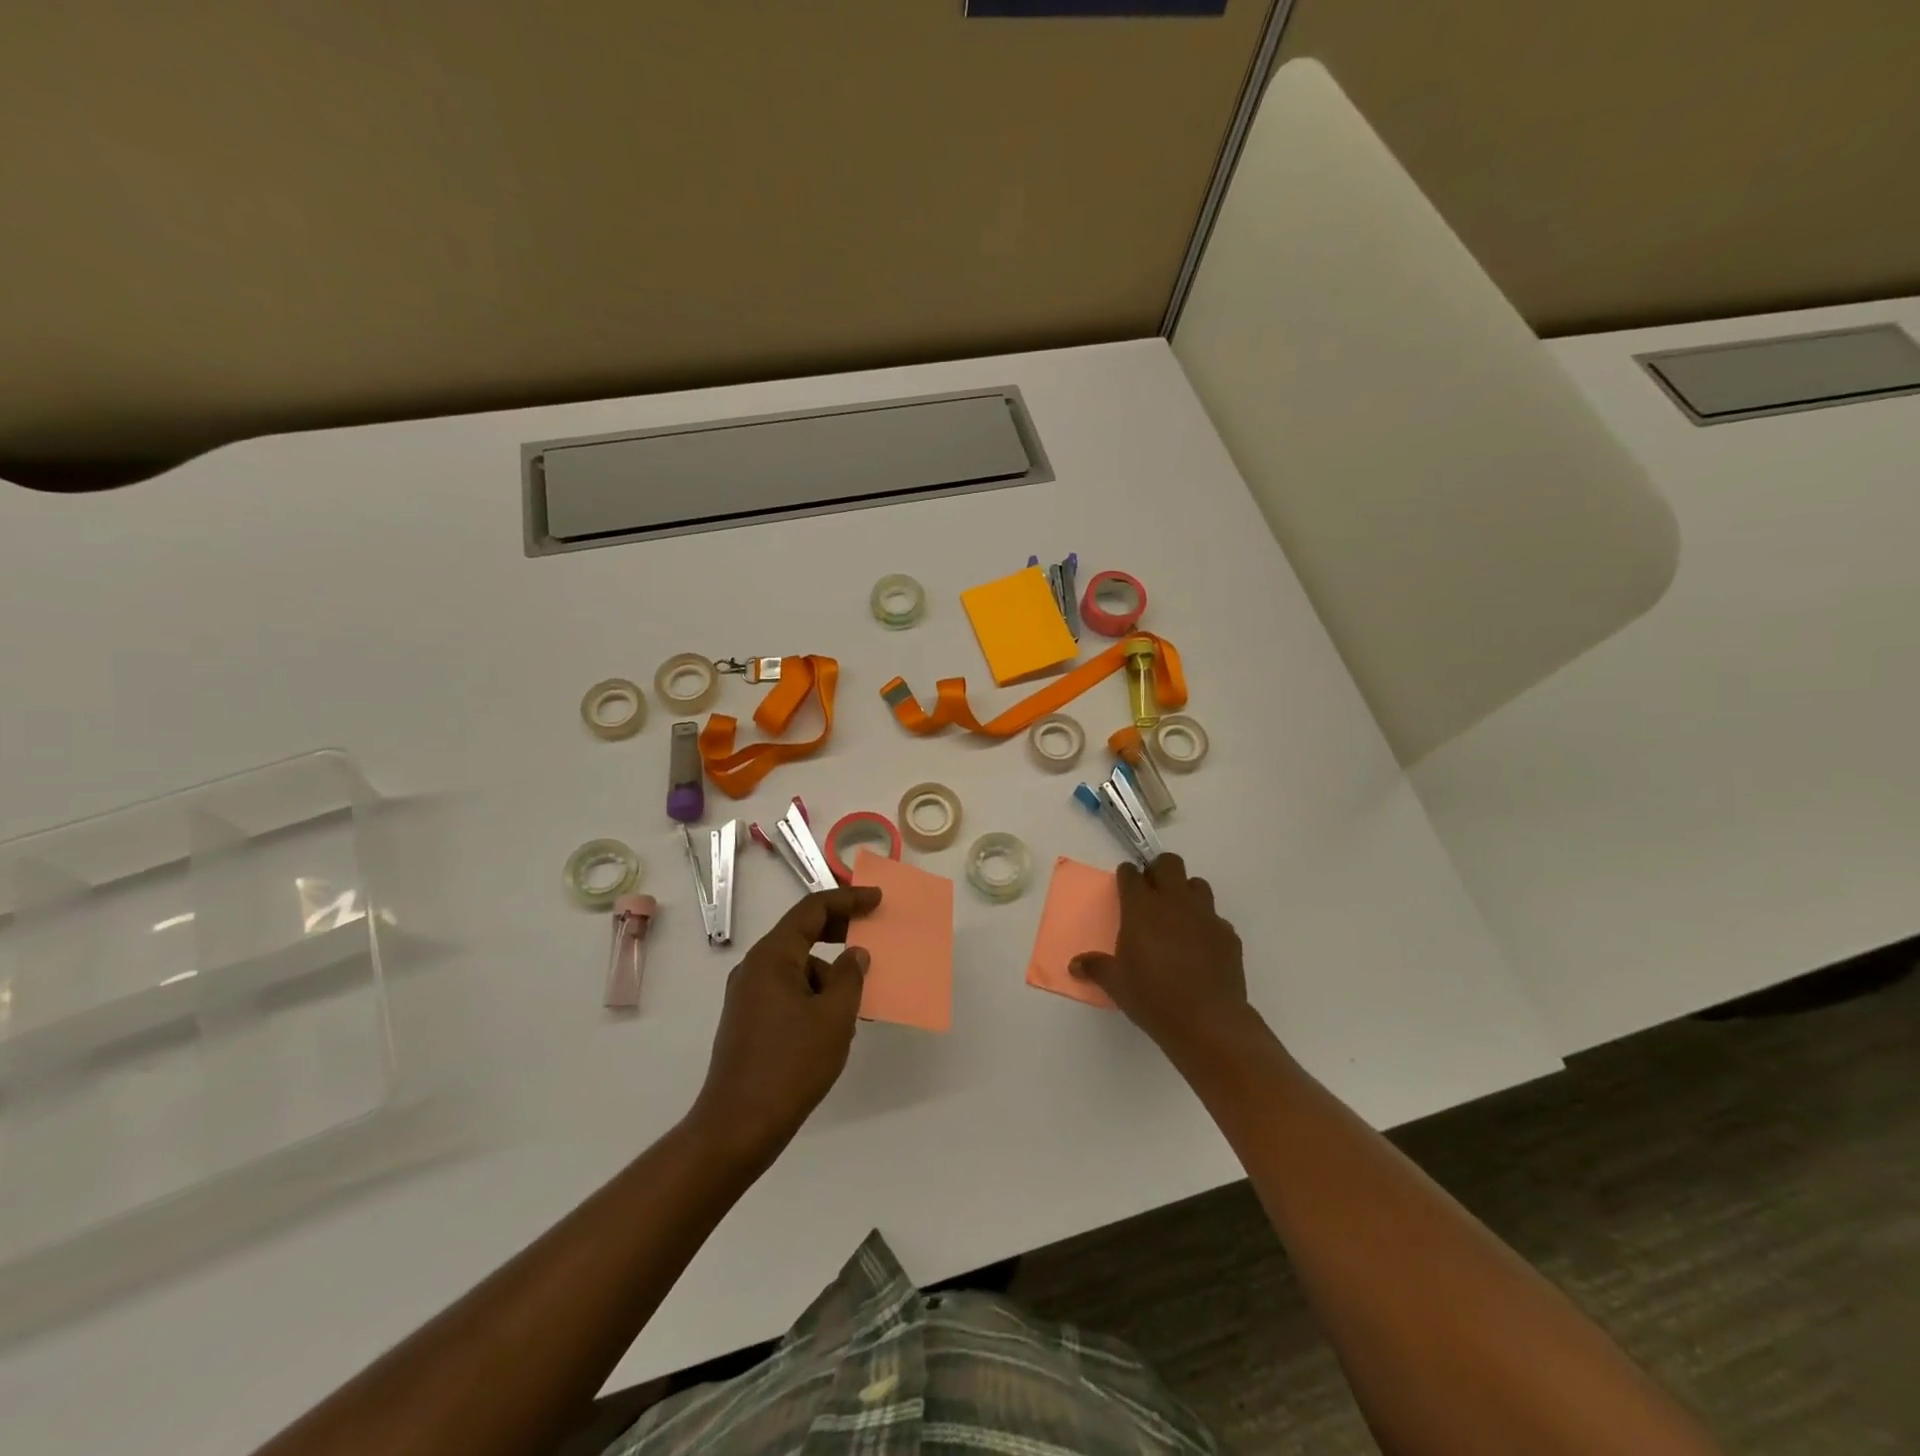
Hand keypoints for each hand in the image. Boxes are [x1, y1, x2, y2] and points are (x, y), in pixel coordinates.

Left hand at [688, 886, 879, 1166]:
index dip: (848, 899)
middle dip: (840, 931)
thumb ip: (850, 977)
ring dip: (830, 973)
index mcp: (772, 957)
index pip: (812, 909)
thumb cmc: (791, 1064)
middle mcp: (755, 968)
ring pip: (798, 966)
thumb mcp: (834, 1017)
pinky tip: (835, 1024)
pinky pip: (789, 991)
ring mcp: (748, 995)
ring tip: (861, 1001)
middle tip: (872, 934)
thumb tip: (855, 954)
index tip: (878, 899)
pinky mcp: (749, 1021)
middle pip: (801, 933)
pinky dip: (815, 995)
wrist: (738, 1127)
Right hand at [1071, 853, 1248, 1058]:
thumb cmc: (1153, 997)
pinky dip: (1206, 924)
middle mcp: (1174, 903)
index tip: (1124, 883)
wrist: (1208, 1021)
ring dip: (1186, 892)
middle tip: (1152, 891)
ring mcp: (1205, 916)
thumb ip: (1096, 968)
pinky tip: (1201, 946)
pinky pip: (1215, 918)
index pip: (1131, 875)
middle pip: (1169, 863)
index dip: (1126, 876)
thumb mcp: (1116, 984)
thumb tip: (1074, 965)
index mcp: (1141, 908)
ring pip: (1197, 884)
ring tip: (1178, 915)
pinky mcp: (1228, 934)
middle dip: (1159, 870)